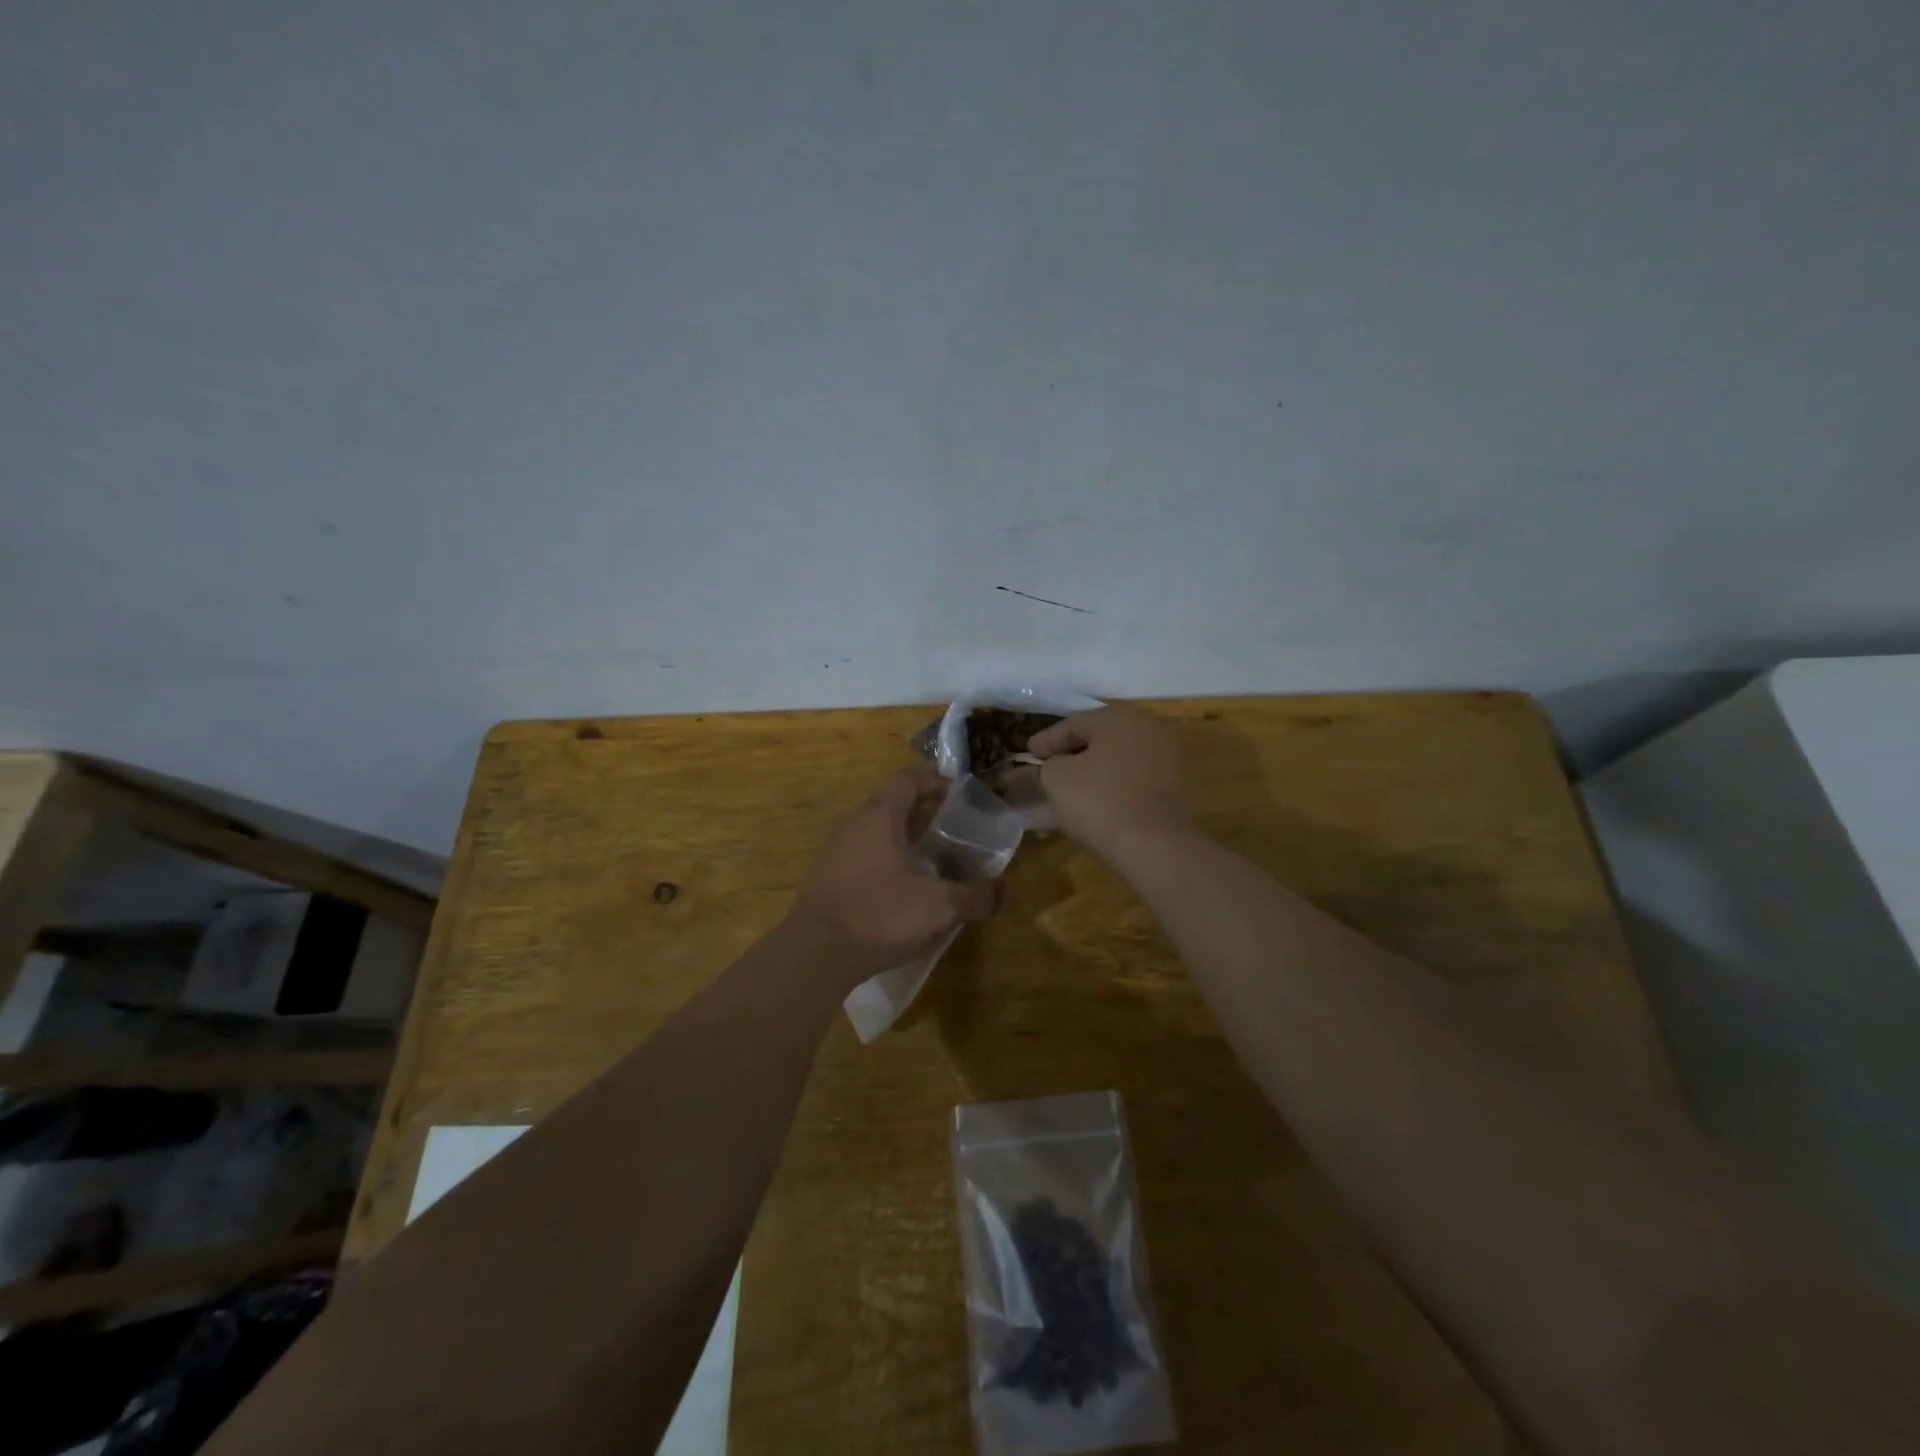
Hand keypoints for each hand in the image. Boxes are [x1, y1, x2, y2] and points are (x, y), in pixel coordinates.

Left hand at [787, 767, 998, 984]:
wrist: (814, 954)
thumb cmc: (879, 915)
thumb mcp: (939, 906)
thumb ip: (975, 896)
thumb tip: (1000, 890)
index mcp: (878, 815)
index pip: (908, 779)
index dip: (936, 782)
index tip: (959, 799)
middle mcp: (852, 823)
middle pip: (892, 805)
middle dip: (924, 817)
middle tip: (953, 837)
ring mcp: (833, 850)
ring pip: (875, 833)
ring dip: (904, 843)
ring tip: (932, 868)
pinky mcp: (824, 878)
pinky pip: (861, 857)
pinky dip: (885, 865)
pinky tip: (901, 895)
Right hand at [1029, 704, 1191, 860]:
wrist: (1154, 845)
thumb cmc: (1100, 802)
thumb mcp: (1057, 778)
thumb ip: (1051, 763)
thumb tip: (1059, 765)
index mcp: (1117, 718)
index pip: (1073, 724)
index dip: (1047, 739)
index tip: (1029, 752)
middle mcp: (1147, 728)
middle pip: (1100, 736)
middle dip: (1074, 749)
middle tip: (1050, 762)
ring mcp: (1166, 756)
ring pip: (1119, 756)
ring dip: (1096, 767)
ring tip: (1074, 782)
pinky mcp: (1175, 784)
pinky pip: (1135, 776)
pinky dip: (1115, 783)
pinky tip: (1100, 797)